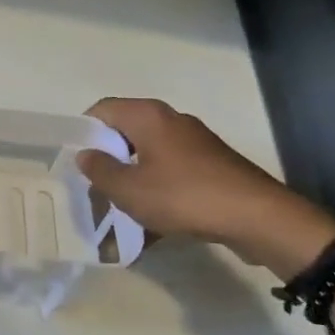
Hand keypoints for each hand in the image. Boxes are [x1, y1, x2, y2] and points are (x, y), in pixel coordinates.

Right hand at [77, 98, 334, 275]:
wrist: (258, 217)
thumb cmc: (184, 197)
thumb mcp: (130, 190)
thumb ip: (100, 170)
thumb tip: (86, 155)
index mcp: (148, 117)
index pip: (103, 109)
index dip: (84, 131)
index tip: (76, 161)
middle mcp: (171, 120)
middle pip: (125, 132)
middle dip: (107, 161)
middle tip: (94, 189)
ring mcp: (194, 142)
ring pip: (148, 155)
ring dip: (131, 179)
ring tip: (120, 211)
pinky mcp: (210, 165)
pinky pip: (171, 172)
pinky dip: (156, 190)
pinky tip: (152, 224)